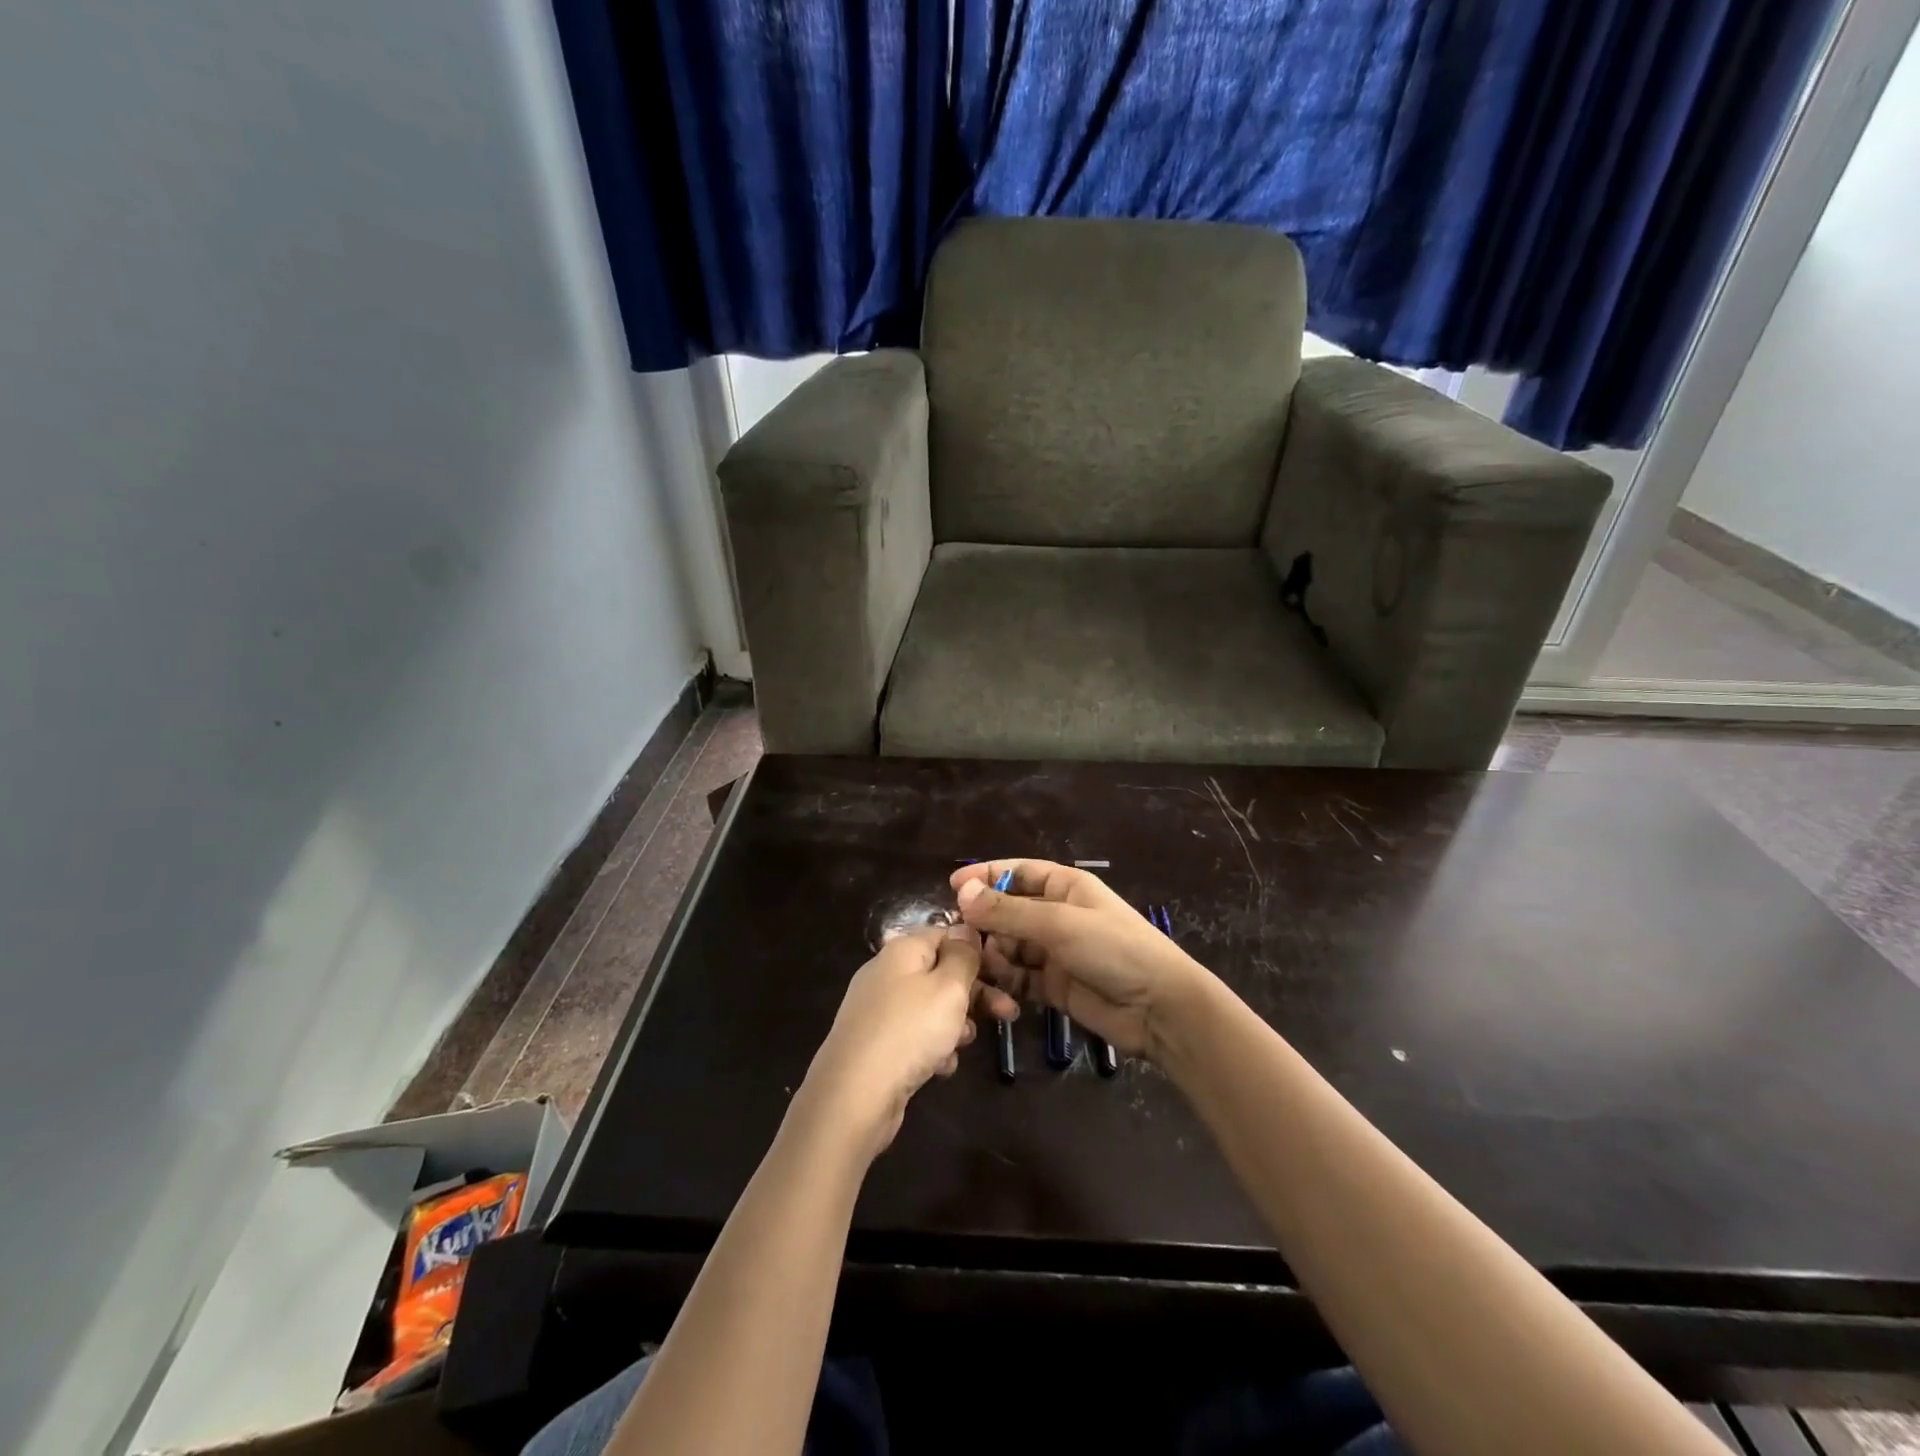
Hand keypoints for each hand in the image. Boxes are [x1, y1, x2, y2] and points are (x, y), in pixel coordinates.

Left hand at [802, 924, 1017, 1158]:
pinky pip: (915, 1036)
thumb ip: (963, 955)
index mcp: (903, 950)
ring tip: (967, 1042)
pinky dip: (933, 1047)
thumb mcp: (948, 987)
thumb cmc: (909, 1031)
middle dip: (976, 993)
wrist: (854, 1096)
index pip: (946, 934)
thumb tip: (966, 929)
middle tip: (1008, 1013)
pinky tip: (942, 1067)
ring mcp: (879, 1010)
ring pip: (931, 1007)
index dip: (977, 950)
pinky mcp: (876, 1044)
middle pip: (941, 972)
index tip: (1005, 972)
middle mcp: (887, 973)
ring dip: (956, 1023)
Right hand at [951, 860, 1209, 1057]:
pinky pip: (1018, 977)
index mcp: (1064, 887)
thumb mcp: (1059, 924)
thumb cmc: (1113, 949)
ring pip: (1009, 946)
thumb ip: (1008, 912)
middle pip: (1008, 911)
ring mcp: (1054, 952)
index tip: (952, 886)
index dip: (986, 876)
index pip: (1018, 872)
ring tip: (976, 966)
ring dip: (992, 954)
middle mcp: (1056, 915)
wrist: (1159, 1008)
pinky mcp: (1053, 986)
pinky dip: (1004, 982)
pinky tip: (993, 990)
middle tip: (957, 936)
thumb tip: (962, 894)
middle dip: (984, 921)